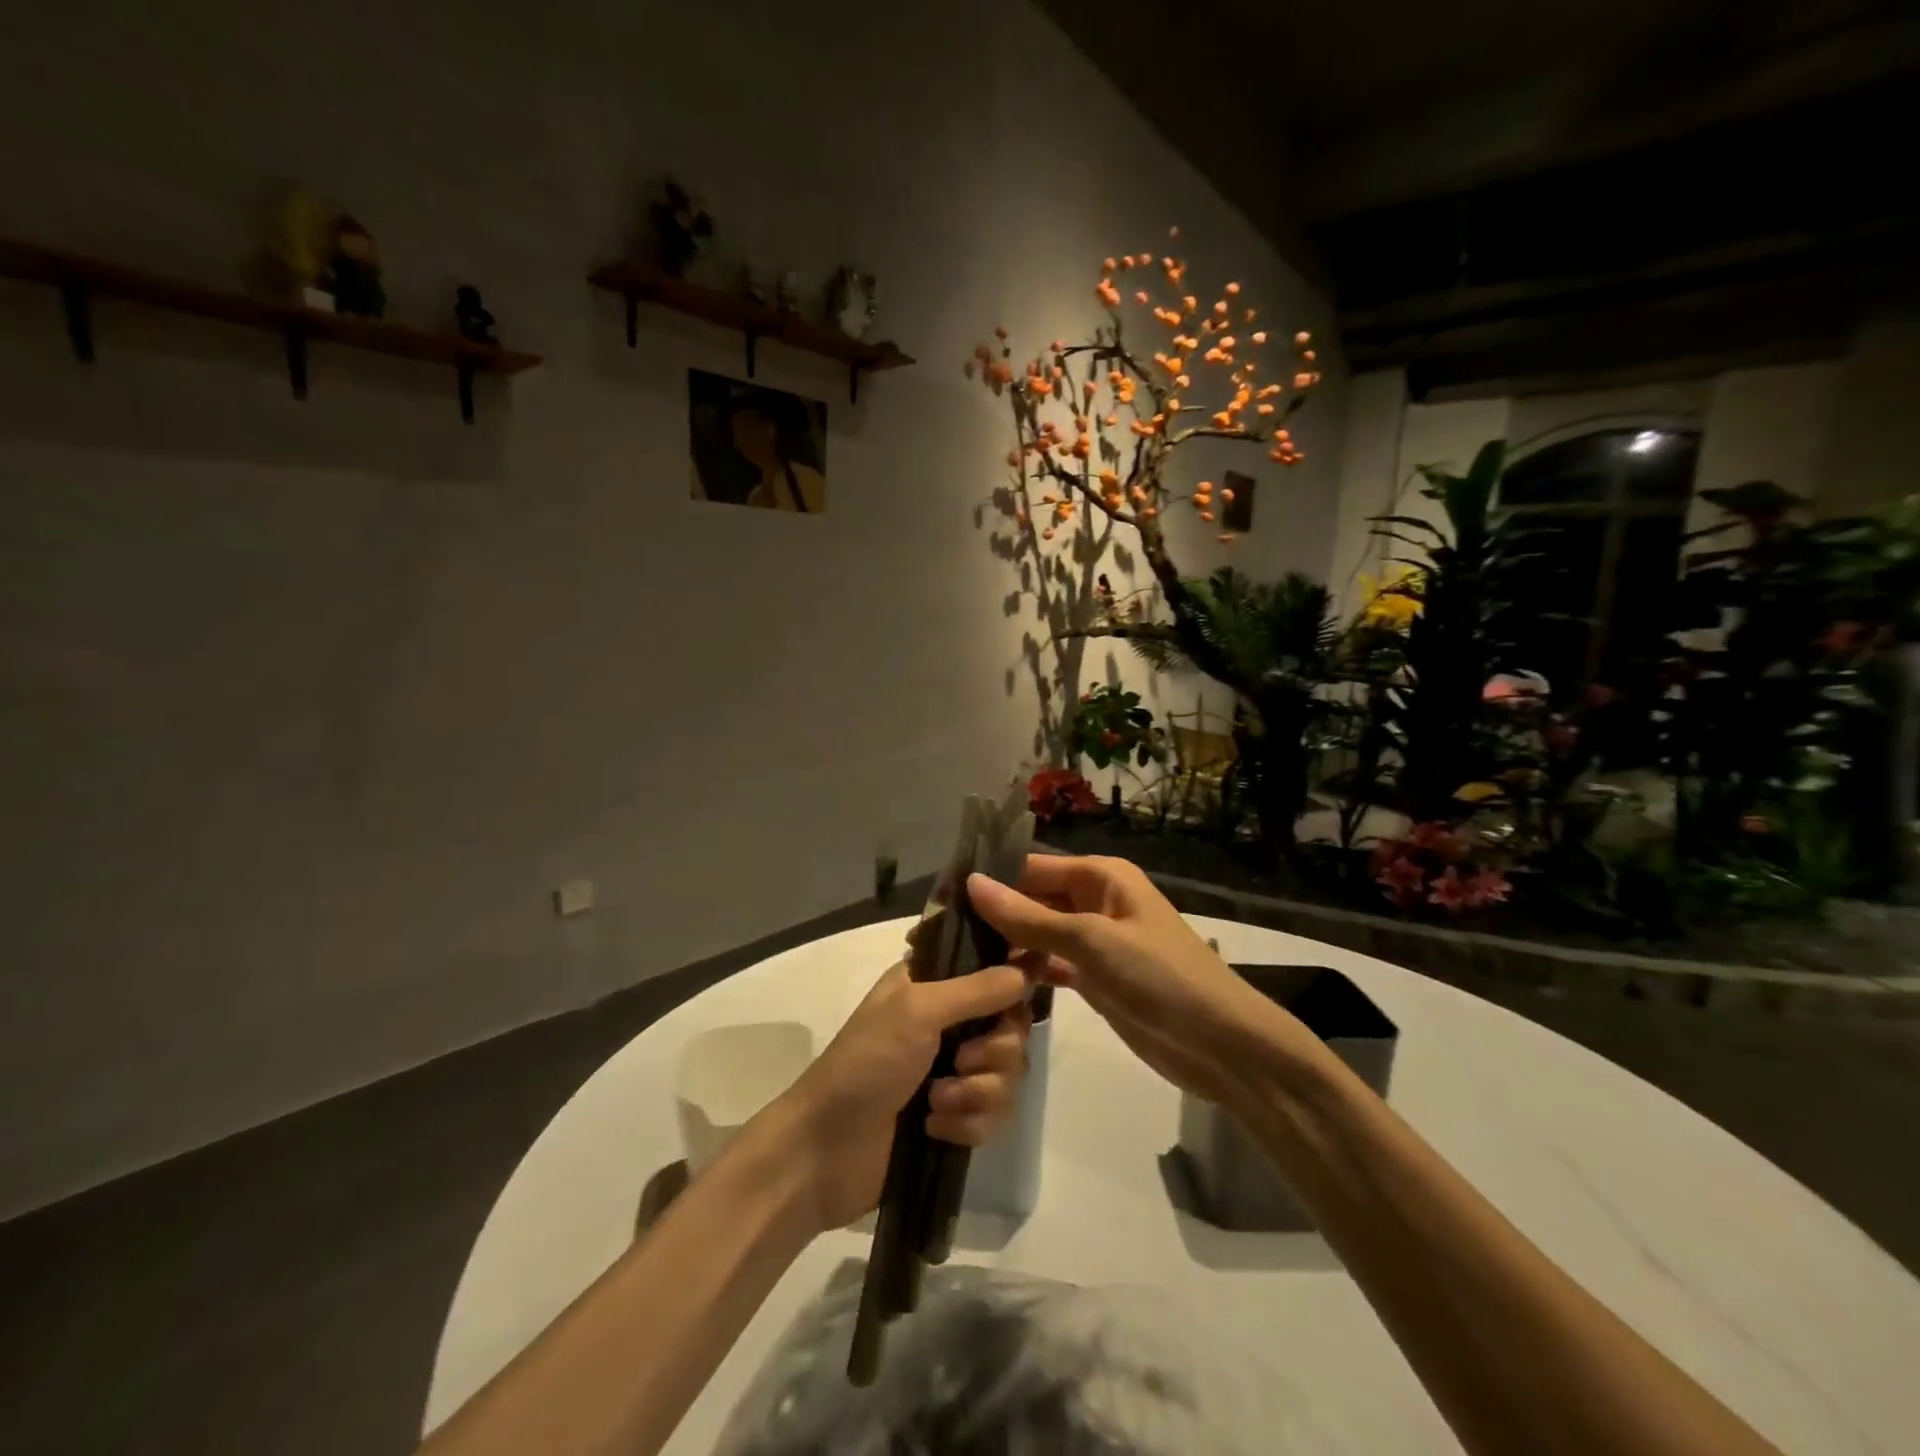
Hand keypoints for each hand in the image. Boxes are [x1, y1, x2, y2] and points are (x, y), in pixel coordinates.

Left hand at [770, 961, 1031, 1234]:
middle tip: (959, 1062)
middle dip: (992, 1052)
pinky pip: (995, 1115)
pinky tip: (934, 1129)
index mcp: (935, 984)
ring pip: (1008, 1073)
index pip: (993, 969)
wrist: (826, 1151)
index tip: (1027, 993)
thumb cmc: (866, 1062)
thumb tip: (1026, 972)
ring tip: (936, 1102)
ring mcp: (954, 1071)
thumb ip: (976, 989)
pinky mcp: (957, 1116)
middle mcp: (950, 1021)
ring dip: (976, 1093)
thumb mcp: (917, 1011)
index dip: (1014, 981)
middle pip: (1012, 1027)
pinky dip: (968, 1124)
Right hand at [968, 855, 1321, 1104]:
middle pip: (1033, 900)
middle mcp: (1095, 901)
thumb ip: (1028, 917)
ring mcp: (1095, 942)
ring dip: (1007, 946)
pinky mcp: (1095, 978)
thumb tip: (970, 883)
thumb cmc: (1160, 977)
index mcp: (1100, 877)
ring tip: (956, 961)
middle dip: (994, 915)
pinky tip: (994, 984)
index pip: (1032, 868)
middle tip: (940, 937)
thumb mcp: (1092, 942)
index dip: (991, 881)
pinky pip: (1051, 964)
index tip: (942, 900)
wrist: (1221, 1046)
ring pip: (1039, 934)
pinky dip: (1027, 971)